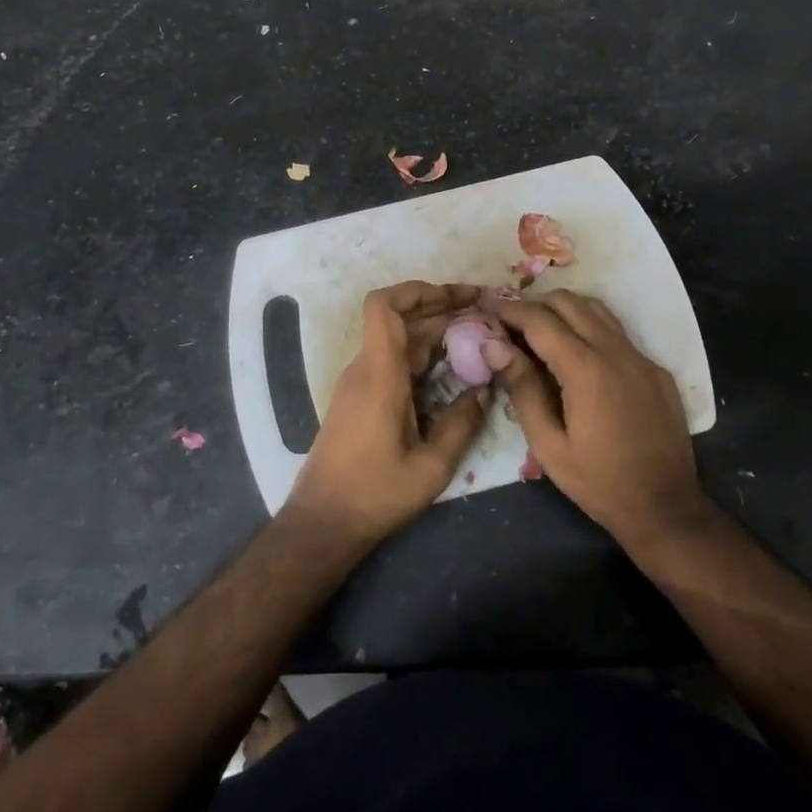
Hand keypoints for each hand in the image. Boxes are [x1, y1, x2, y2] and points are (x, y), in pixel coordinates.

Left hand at [285, 281, 490, 545]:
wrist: (323, 521)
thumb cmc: (374, 494)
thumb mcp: (431, 466)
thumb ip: (461, 423)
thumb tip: (485, 389)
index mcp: (380, 374)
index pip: (384, 307)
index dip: (417, 290)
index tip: (459, 296)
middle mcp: (367, 368)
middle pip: (402, 320)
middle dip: (444, 309)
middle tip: (488, 314)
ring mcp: (362, 382)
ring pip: (401, 340)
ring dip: (437, 332)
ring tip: (480, 335)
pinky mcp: (362, 397)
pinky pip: (395, 361)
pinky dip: (425, 354)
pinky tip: (455, 366)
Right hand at [485, 290, 713, 551]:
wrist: (667, 509)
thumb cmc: (599, 483)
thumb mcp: (548, 445)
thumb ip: (521, 389)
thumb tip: (493, 345)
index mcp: (586, 369)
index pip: (539, 319)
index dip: (508, 308)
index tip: (485, 305)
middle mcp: (616, 351)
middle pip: (569, 302)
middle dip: (534, 304)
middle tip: (509, 322)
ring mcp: (641, 357)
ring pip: (596, 310)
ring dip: (564, 310)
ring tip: (539, 330)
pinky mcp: (655, 369)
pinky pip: (617, 333)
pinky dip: (590, 328)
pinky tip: (577, 355)